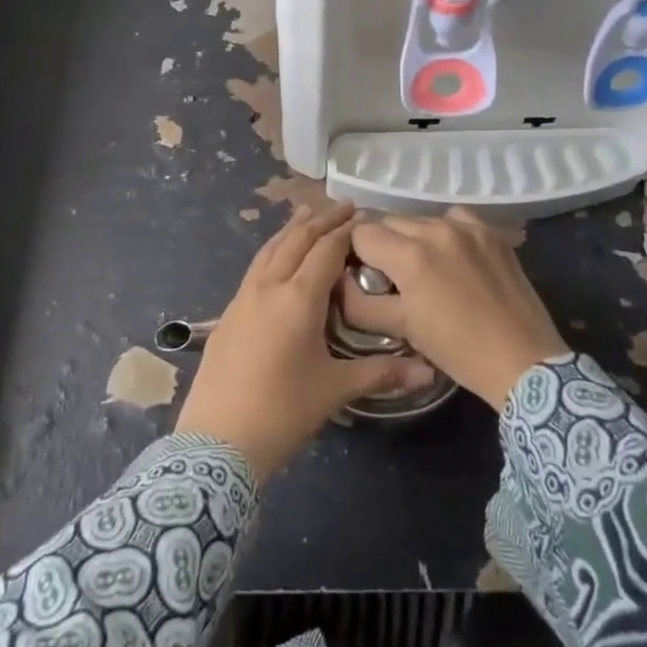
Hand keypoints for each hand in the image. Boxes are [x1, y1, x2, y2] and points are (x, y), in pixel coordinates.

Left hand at [175, 204, 435, 478]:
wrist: (217, 441)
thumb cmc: (283, 411)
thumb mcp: (335, 390)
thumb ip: (382, 372)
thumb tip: (429, 372)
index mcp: (297, 298)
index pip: (325, 250)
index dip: (346, 231)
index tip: (364, 216)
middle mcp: (268, 287)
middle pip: (295, 241)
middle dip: (320, 220)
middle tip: (343, 206)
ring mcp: (242, 298)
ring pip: (269, 250)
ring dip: (292, 230)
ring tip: (307, 214)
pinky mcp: (227, 313)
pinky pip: (255, 268)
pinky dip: (273, 251)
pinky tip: (277, 258)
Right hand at [340, 207, 568, 410]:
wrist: (524, 361)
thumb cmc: (458, 350)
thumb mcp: (402, 329)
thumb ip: (360, 303)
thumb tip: (337, 284)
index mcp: (409, 255)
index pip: (361, 233)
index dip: (354, 252)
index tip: (360, 272)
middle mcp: (436, 229)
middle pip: (389, 221)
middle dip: (382, 244)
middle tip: (389, 275)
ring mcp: (467, 227)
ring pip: (421, 219)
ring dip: (413, 238)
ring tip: (423, 268)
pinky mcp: (491, 232)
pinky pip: (455, 218)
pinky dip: (445, 231)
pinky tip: (451, 255)